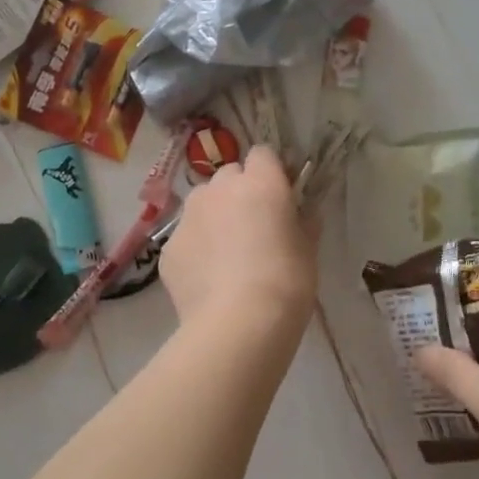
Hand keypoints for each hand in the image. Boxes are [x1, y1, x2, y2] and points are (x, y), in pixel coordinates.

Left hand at [162, 145, 316, 330]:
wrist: (238, 324)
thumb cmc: (286, 282)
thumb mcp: (309, 250)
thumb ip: (304, 222)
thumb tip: (303, 213)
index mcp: (261, 182)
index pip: (263, 154)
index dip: (271, 172)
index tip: (280, 195)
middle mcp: (220, 189)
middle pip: (229, 175)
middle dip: (240, 192)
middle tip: (254, 226)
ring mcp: (189, 216)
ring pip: (203, 203)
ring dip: (215, 216)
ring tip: (227, 254)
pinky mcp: (169, 247)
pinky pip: (187, 237)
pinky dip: (197, 249)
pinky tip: (209, 279)